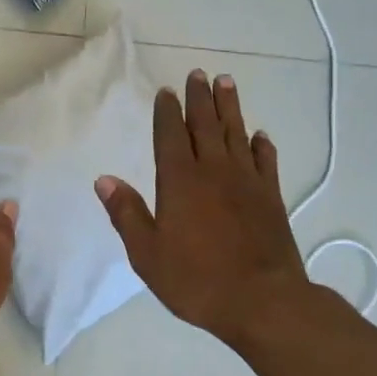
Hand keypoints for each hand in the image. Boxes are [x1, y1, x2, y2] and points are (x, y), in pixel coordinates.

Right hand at [95, 70, 309, 343]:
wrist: (263, 301)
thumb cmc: (197, 280)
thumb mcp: (148, 254)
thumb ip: (127, 214)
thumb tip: (104, 180)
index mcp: (180, 181)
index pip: (171, 135)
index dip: (167, 111)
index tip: (167, 91)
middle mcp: (214, 171)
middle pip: (205, 125)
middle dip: (199, 98)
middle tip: (198, 73)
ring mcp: (247, 182)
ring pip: (236, 134)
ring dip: (230, 107)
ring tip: (226, 82)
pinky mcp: (272, 197)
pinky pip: (266, 162)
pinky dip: (262, 145)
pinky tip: (260, 135)